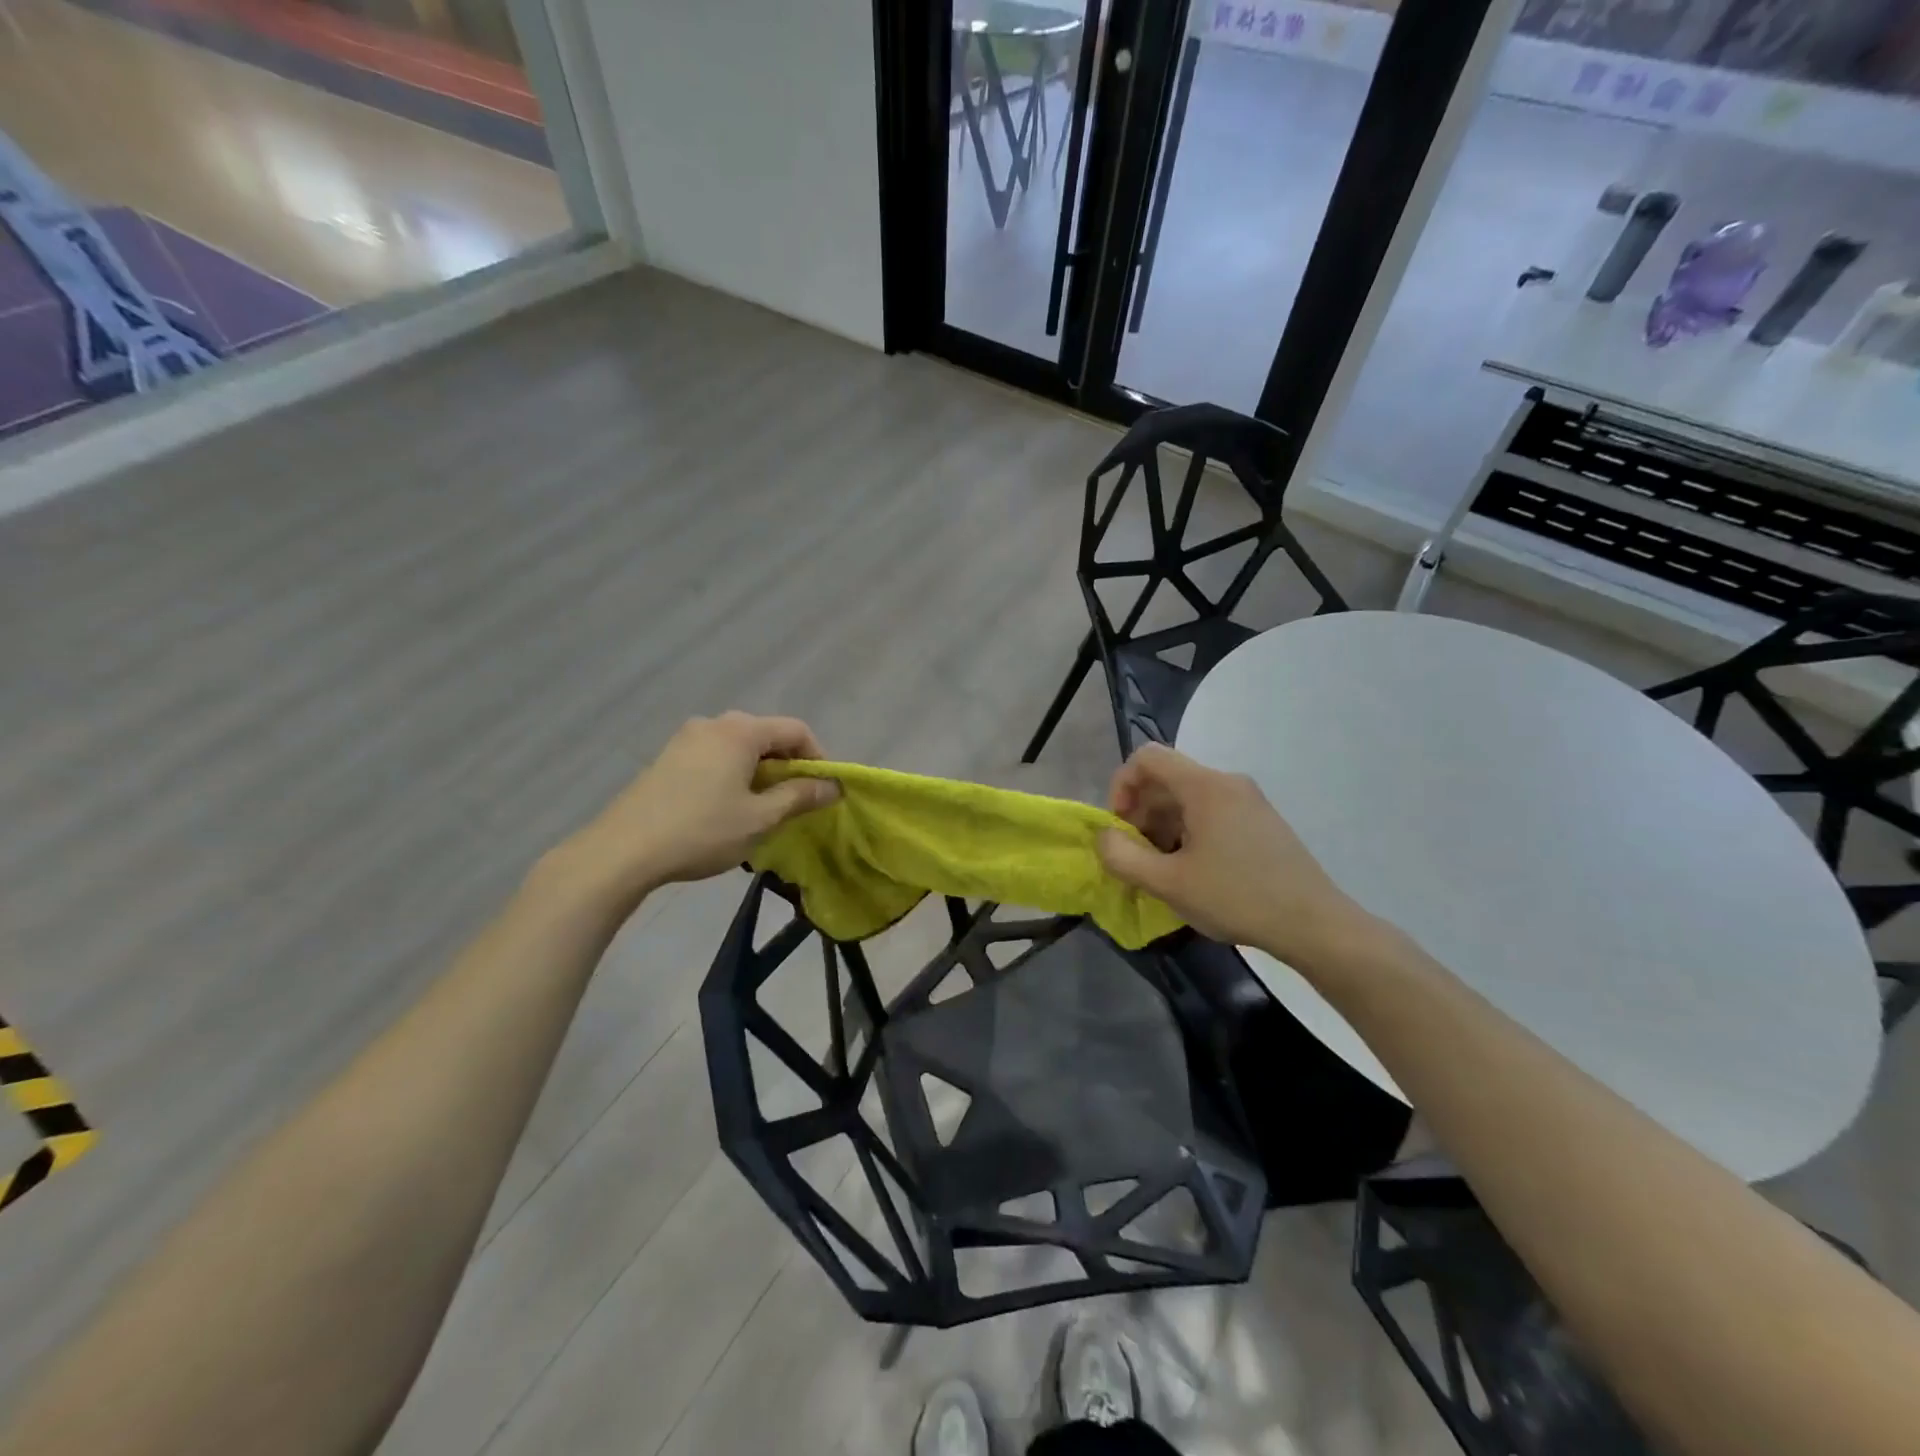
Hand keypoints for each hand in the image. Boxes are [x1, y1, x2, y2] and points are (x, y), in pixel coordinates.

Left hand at [541, 713, 838, 919]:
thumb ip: (800, 796)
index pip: (795, 730)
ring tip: (760, 809)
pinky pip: (715, 756)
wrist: (623, 851)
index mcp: (741, 731)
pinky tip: (725, 808)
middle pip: (766, 735)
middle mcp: (714, 724)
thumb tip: (833, 785)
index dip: (817, 758)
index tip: (821, 791)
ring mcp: (686, 738)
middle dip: (787, 766)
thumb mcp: (760, 818)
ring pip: (739, 747)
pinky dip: (732, 774)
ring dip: (759, 772)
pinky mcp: (667, 757)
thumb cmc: (702, 831)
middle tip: (793, 803)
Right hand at [1097, 743, 1370, 970]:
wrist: (1314, 924)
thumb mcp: (1168, 883)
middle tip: (1137, 854)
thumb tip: (1104, 837)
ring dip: (1163, 825)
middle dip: (1141, 811)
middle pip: (1167, 777)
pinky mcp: (1261, 820)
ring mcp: (1249, 800)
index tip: (1120, 826)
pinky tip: (1192, 870)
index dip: (1121, 785)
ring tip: (1163, 867)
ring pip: (1188, 797)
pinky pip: (1211, 811)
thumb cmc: (1237, 898)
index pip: (1147, 757)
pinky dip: (1188, 831)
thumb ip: (1123, 857)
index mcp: (1205, 786)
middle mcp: (1227, 782)